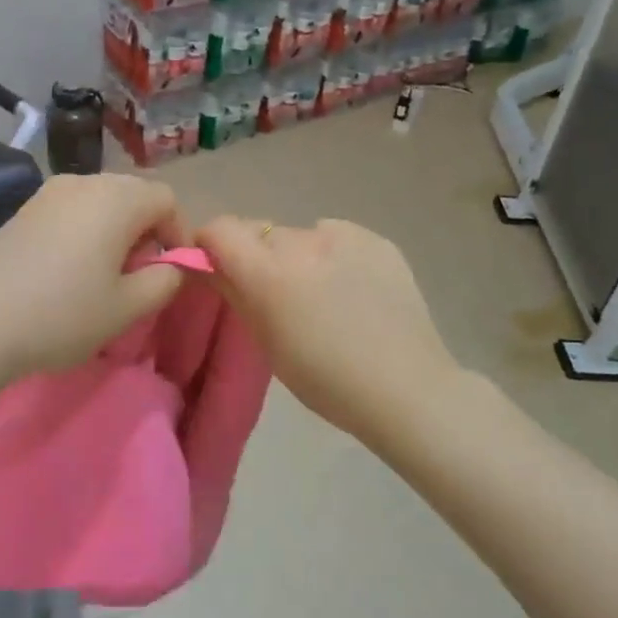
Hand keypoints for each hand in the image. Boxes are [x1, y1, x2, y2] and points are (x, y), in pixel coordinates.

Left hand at [0, 173, 190, 379]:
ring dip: (116, 230)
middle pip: (134, 194)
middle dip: (147, 230)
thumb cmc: (63, 315)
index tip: (169, 271)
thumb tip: (172, 265)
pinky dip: (86, 229)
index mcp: (117, 198)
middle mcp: (85, 181)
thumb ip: (165, 280)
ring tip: (103, 274)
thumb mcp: (128, 307)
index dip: (178, 233)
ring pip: (102, 201)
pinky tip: (70, 268)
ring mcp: (50, 192)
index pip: (166, 199)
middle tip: (137, 275)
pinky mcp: (25, 208)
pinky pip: (72, 209)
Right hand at [198, 216, 457, 443]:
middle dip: (259, 257)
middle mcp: (303, 242)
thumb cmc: (327, 381)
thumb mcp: (268, 343)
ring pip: (301, 236)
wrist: (408, 388)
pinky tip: (355, 289)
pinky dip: (334, 256)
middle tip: (278, 294)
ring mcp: (345, 236)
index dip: (211, 244)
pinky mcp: (377, 239)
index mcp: (269, 272)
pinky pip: (338, 238)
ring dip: (299, 257)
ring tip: (325, 294)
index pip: (220, 229)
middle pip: (261, 234)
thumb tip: (210, 266)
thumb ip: (235, 293)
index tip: (217, 267)